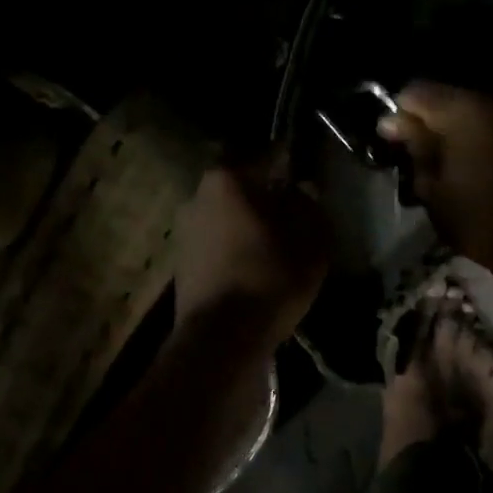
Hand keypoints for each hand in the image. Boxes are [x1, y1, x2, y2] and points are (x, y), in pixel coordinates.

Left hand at [173, 157, 331, 346]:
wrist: (221, 336)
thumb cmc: (271, 276)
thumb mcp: (311, 239)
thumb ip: (309, 205)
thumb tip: (301, 190)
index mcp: (228, 179)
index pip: (266, 156)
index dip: (289, 162)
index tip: (305, 171)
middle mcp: (198, 195)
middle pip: (242, 186)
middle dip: (266, 196)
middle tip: (294, 213)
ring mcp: (185, 230)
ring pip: (227, 216)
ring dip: (249, 224)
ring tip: (276, 244)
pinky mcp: (181, 262)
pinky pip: (217, 243)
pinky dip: (235, 248)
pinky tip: (255, 267)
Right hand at [377, 81, 492, 277]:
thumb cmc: (481, 221)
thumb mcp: (433, 190)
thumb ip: (414, 147)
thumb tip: (393, 121)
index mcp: (466, 111)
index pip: (416, 92)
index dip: (400, 115)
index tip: (395, 142)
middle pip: (450, 99)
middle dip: (433, 123)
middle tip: (422, 157)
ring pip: (479, 112)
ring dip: (463, 131)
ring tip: (455, 164)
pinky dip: (489, 138)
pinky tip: (486, 167)